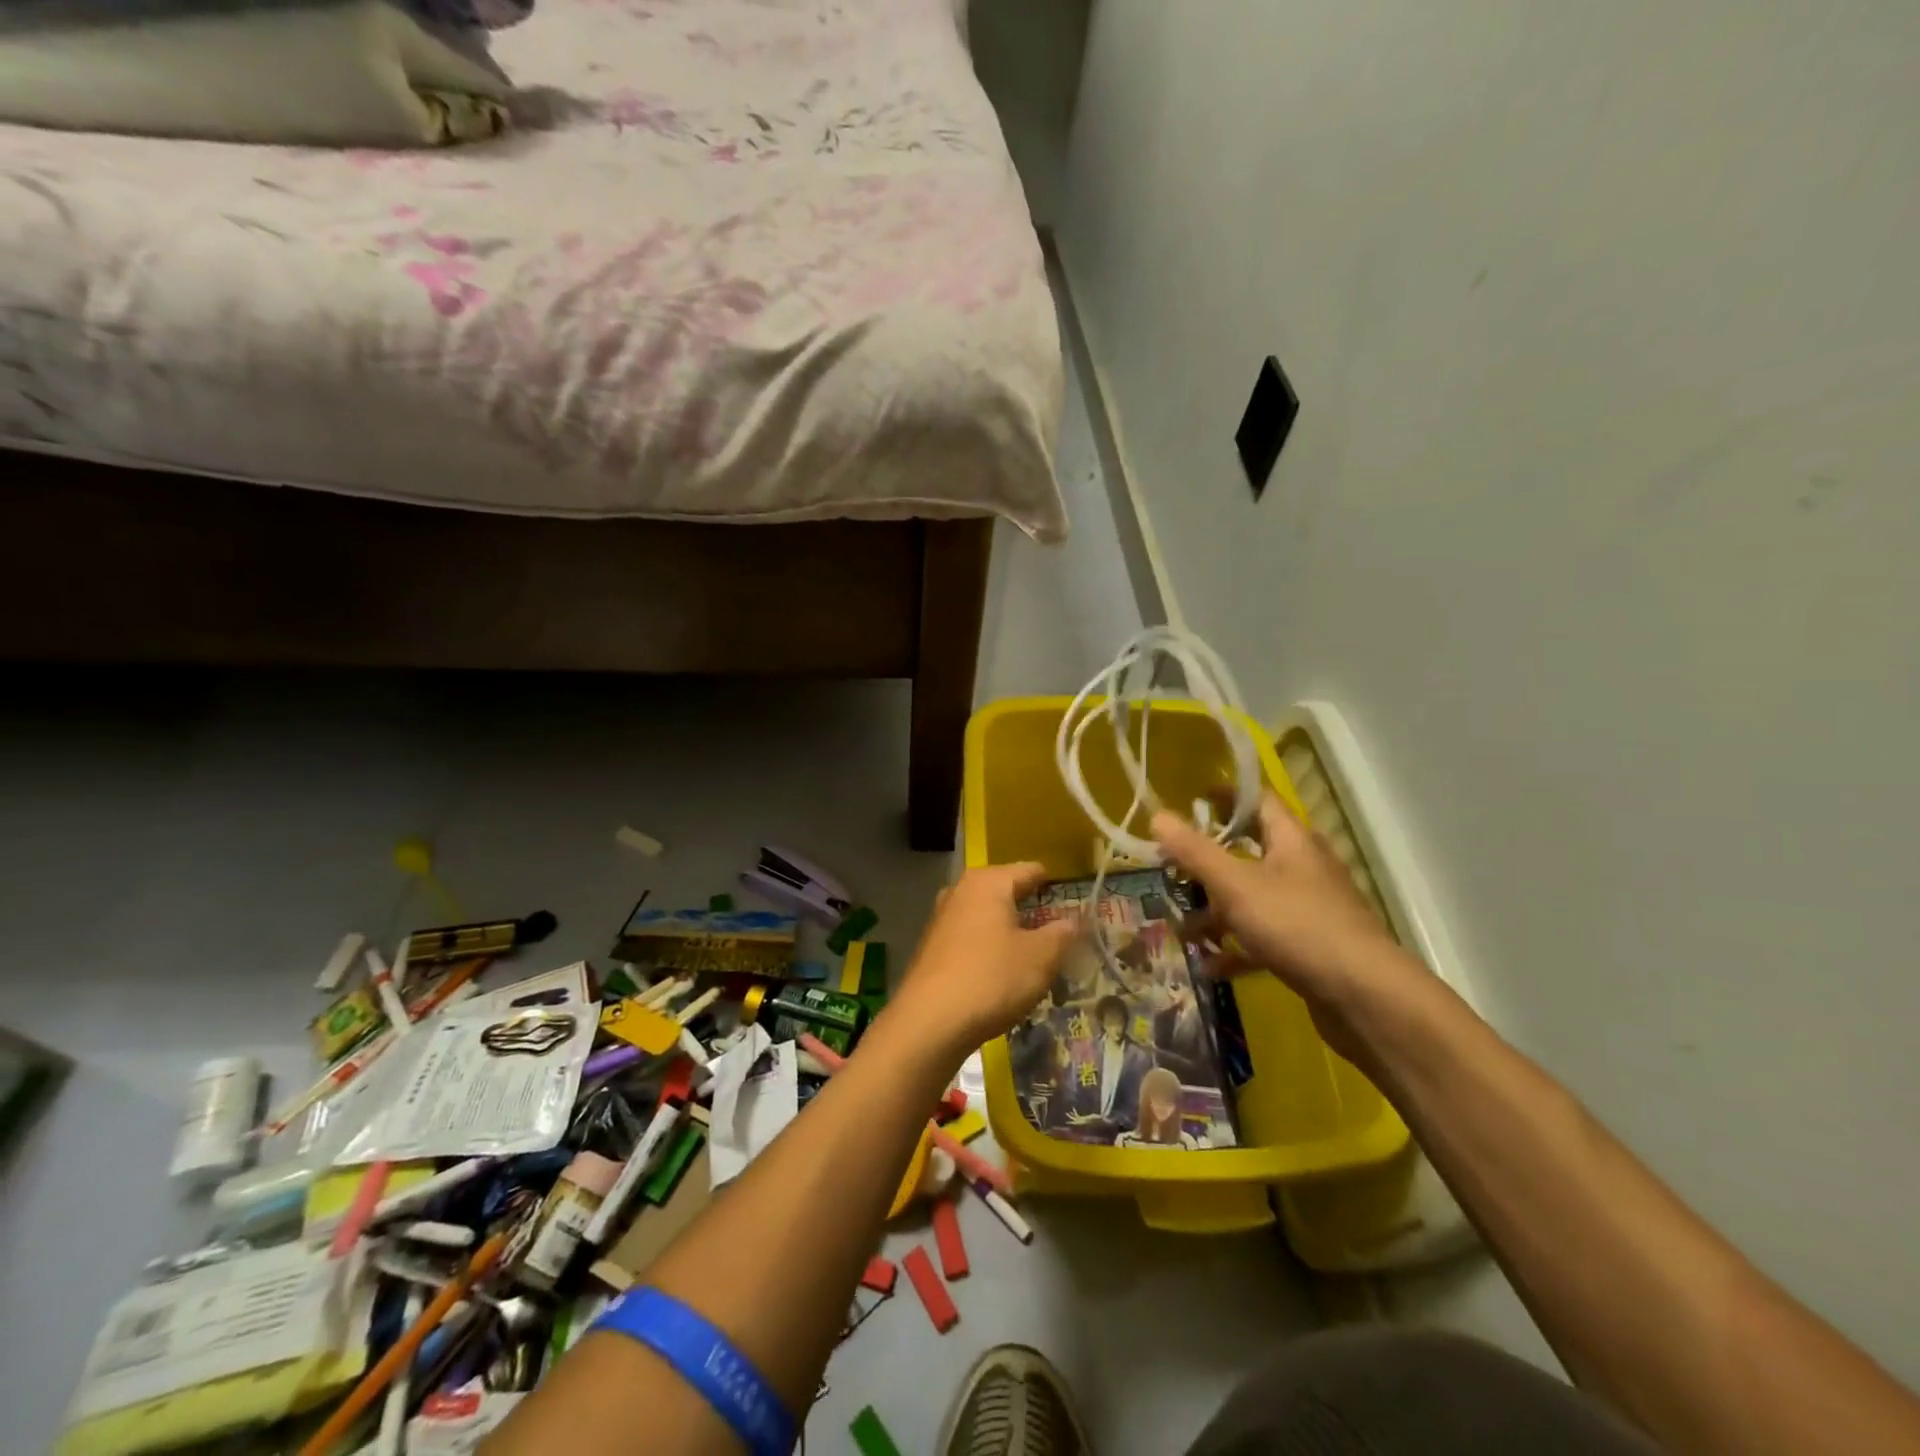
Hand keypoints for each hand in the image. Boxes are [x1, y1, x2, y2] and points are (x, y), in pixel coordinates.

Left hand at [891, 863, 1078, 1060]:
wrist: (929, 1022)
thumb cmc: (991, 978)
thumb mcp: (1040, 957)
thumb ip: (1063, 933)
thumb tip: (1076, 920)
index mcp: (988, 881)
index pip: (1030, 870)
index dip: (1055, 885)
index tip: (1076, 903)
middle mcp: (961, 890)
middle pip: (1006, 891)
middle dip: (1032, 909)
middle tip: (1060, 932)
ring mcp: (942, 917)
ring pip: (987, 915)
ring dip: (1010, 930)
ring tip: (1035, 954)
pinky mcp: (932, 946)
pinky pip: (971, 936)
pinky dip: (989, 947)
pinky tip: (1002, 972)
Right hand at [1153, 794, 1425, 1051]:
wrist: (1365, 997)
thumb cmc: (1297, 925)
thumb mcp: (1235, 885)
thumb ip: (1194, 852)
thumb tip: (1157, 815)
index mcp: (1291, 840)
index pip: (1258, 800)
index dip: (1225, 796)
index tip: (1191, 800)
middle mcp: (1303, 867)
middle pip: (1251, 850)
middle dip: (1209, 862)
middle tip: (1173, 869)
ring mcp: (1309, 908)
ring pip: (1253, 898)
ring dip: (1217, 912)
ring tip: (1183, 930)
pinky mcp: (1310, 946)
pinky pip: (1265, 936)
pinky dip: (1237, 947)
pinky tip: (1210, 966)